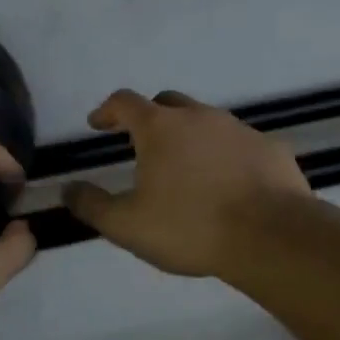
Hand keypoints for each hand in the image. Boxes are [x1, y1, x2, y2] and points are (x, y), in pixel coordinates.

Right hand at [64, 90, 312, 277]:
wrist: (271, 236)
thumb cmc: (190, 227)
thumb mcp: (127, 225)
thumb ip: (92, 205)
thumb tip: (68, 189)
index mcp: (160, 128)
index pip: (124, 102)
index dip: (107, 110)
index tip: (98, 124)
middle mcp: (199, 116)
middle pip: (167, 103)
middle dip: (149, 117)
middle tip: (142, 144)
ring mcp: (239, 129)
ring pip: (206, 121)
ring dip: (190, 136)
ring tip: (186, 168)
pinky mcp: (270, 148)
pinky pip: (239, 144)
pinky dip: (225, 155)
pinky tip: (228, 182)